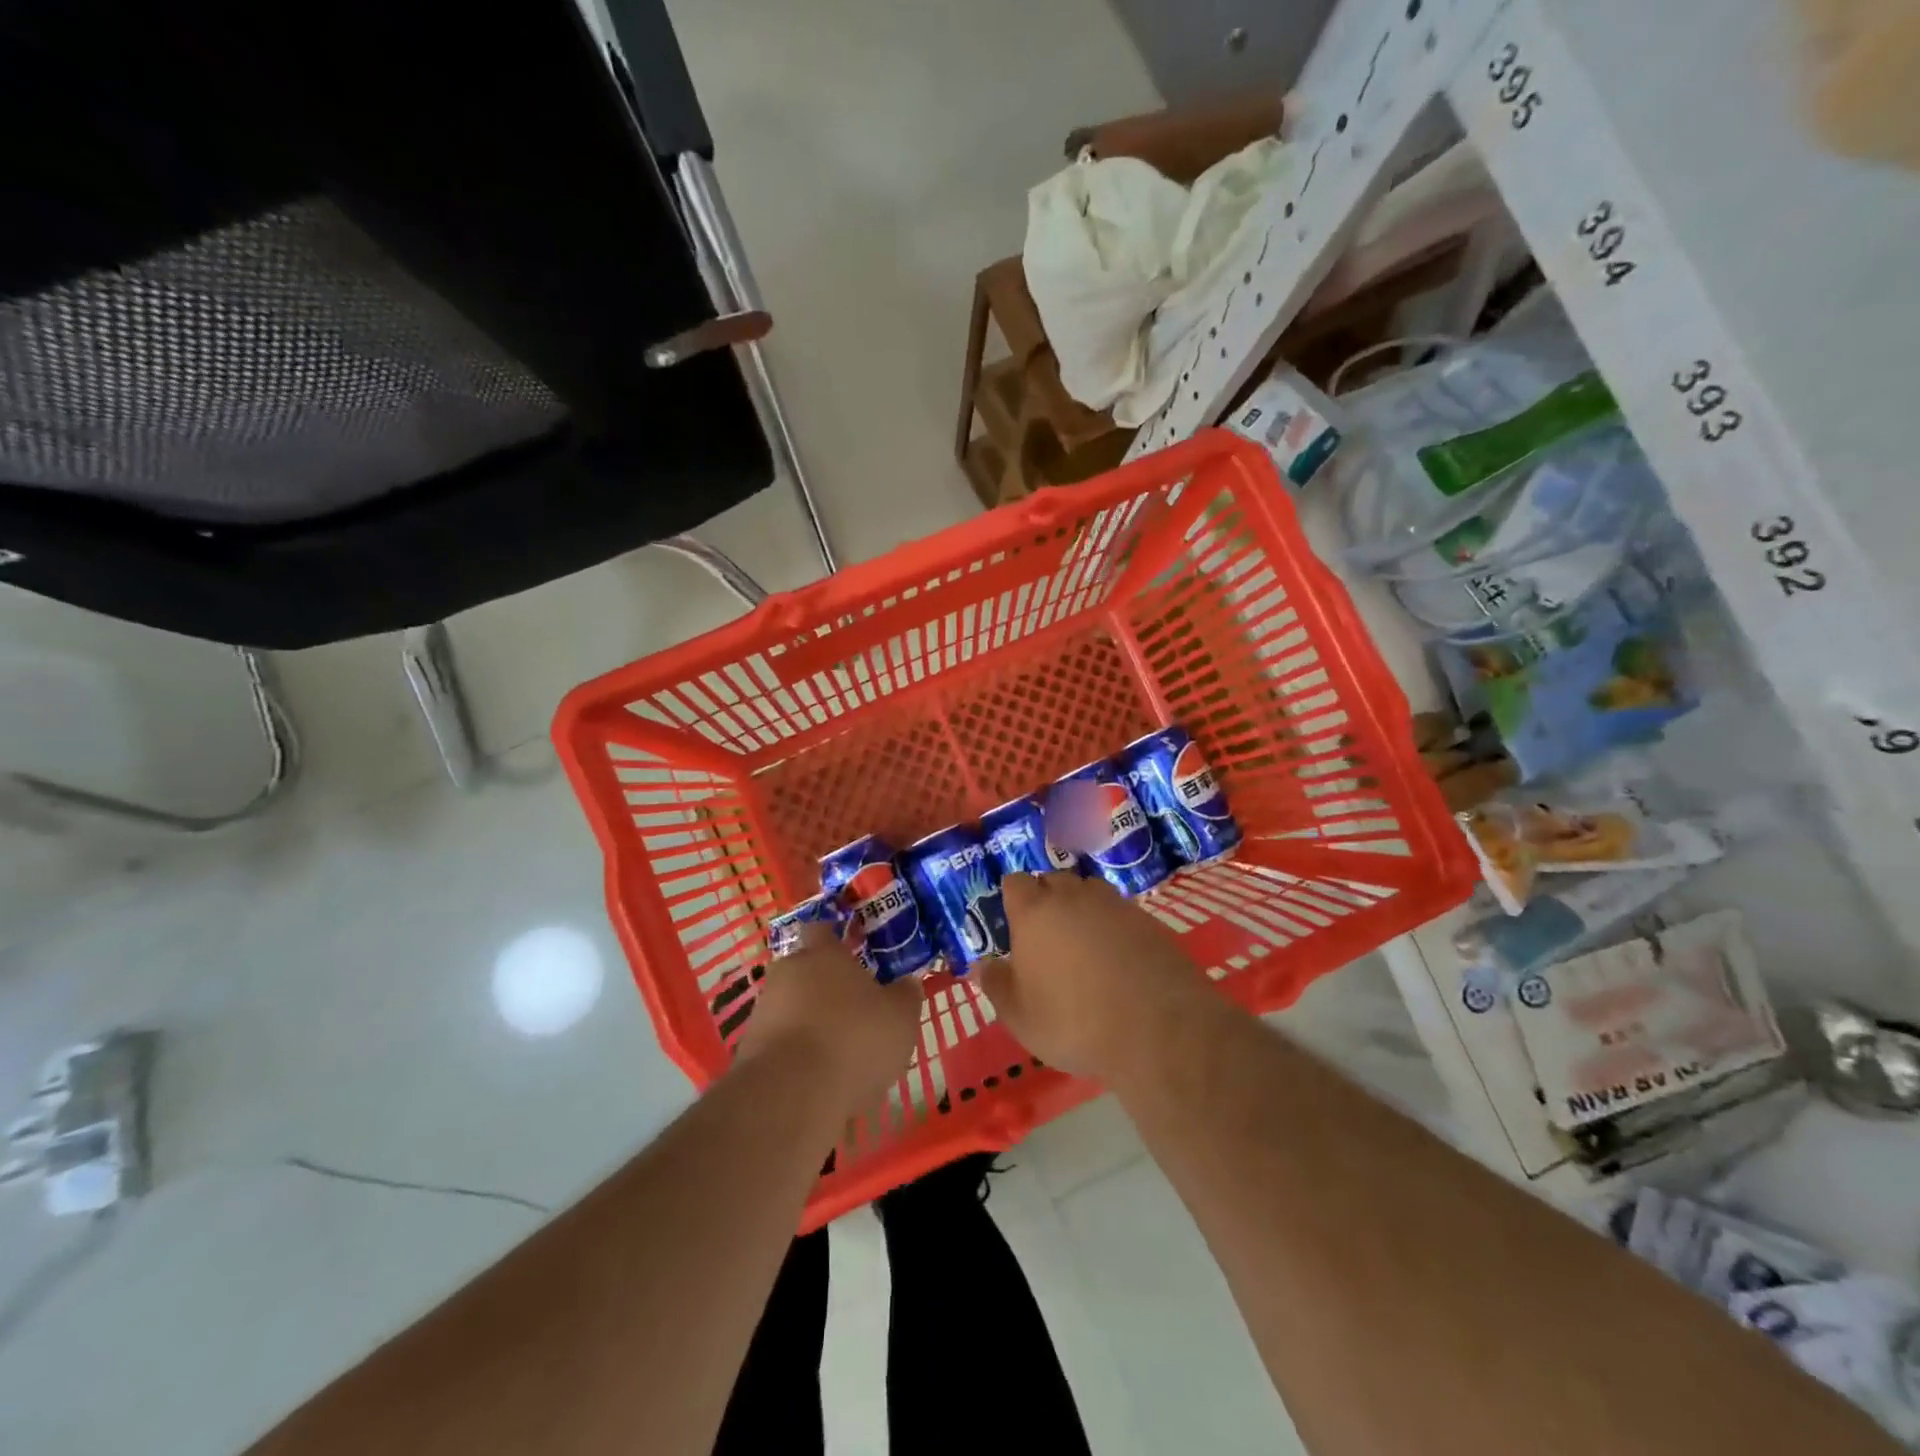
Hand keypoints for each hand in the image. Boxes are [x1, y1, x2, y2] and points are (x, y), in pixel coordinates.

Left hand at [735, 925, 923, 1110]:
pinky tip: (816, 1079)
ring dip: (808, 1022)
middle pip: (804, 969)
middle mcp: (788, 972)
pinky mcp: (748, 1050)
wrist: (790, 1095)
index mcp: (823, 953)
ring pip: (790, 1006)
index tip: (853, 952)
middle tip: (851, 1008)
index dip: (837, 940)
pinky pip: (779, 1043)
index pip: (823, 929)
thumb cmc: (854, 1040)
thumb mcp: (900, 1017)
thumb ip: (906, 995)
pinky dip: (795, 1055)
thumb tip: (907, 983)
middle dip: (823, 985)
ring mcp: (763, 1010)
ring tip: (837, 1052)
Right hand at [977, 872, 1214, 1080]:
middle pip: (1053, 881)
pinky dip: (1113, 927)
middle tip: (1047, 938)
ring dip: (1081, 909)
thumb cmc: (1074, 1022)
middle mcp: (1073, 896)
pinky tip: (1117, 959)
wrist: (1158, 1029)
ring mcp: (1114, 904)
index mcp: (1034, 911)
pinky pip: (1120, 912)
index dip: (1013, 899)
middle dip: (1047, 900)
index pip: (1015, 883)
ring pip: (1089, 892)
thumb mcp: (1020, 1017)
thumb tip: (981, 965)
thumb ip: (997, 986)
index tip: (1015, 925)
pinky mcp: (1148, 919)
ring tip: (1083, 945)